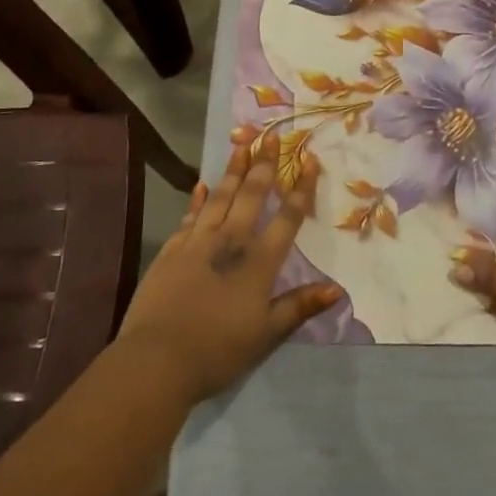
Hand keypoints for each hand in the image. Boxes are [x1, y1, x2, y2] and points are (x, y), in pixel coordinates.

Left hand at [115, 134, 343, 404]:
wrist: (158, 358)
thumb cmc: (219, 350)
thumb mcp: (267, 334)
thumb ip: (300, 306)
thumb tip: (337, 288)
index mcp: (259, 262)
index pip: (287, 217)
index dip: (300, 188)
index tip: (309, 160)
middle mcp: (231, 241)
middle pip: (251, 195)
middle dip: (263, 165)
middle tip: (270, 138)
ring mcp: (198, 241)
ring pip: (220, 197)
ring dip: (232, 171)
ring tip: (241, 146)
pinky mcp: (172, 249)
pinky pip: (190, 214)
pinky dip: (197, 198)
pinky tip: (201, 184)